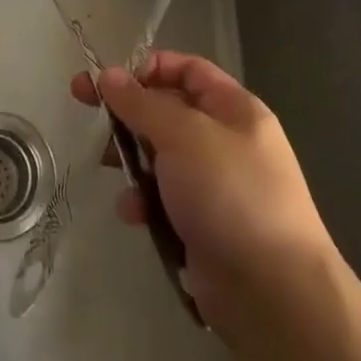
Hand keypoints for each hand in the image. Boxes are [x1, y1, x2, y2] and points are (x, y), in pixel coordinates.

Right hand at [71, 51, 335, 334]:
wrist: (272, 292)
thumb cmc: (230, 194)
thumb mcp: (182, 136)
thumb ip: (141, 103)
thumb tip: (109, 75)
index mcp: (235, 109)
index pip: (188, 70)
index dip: (148, 68)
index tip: (108, 80)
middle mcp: (227, 141)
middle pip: (168, 112)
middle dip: (129, 116)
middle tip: (88, 115)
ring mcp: (216, 185)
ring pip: (160, 157)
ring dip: (132, 162)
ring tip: (110, 170)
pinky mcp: (202, 224)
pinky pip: (163, 198)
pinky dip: (144, 202)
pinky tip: (135, 215)